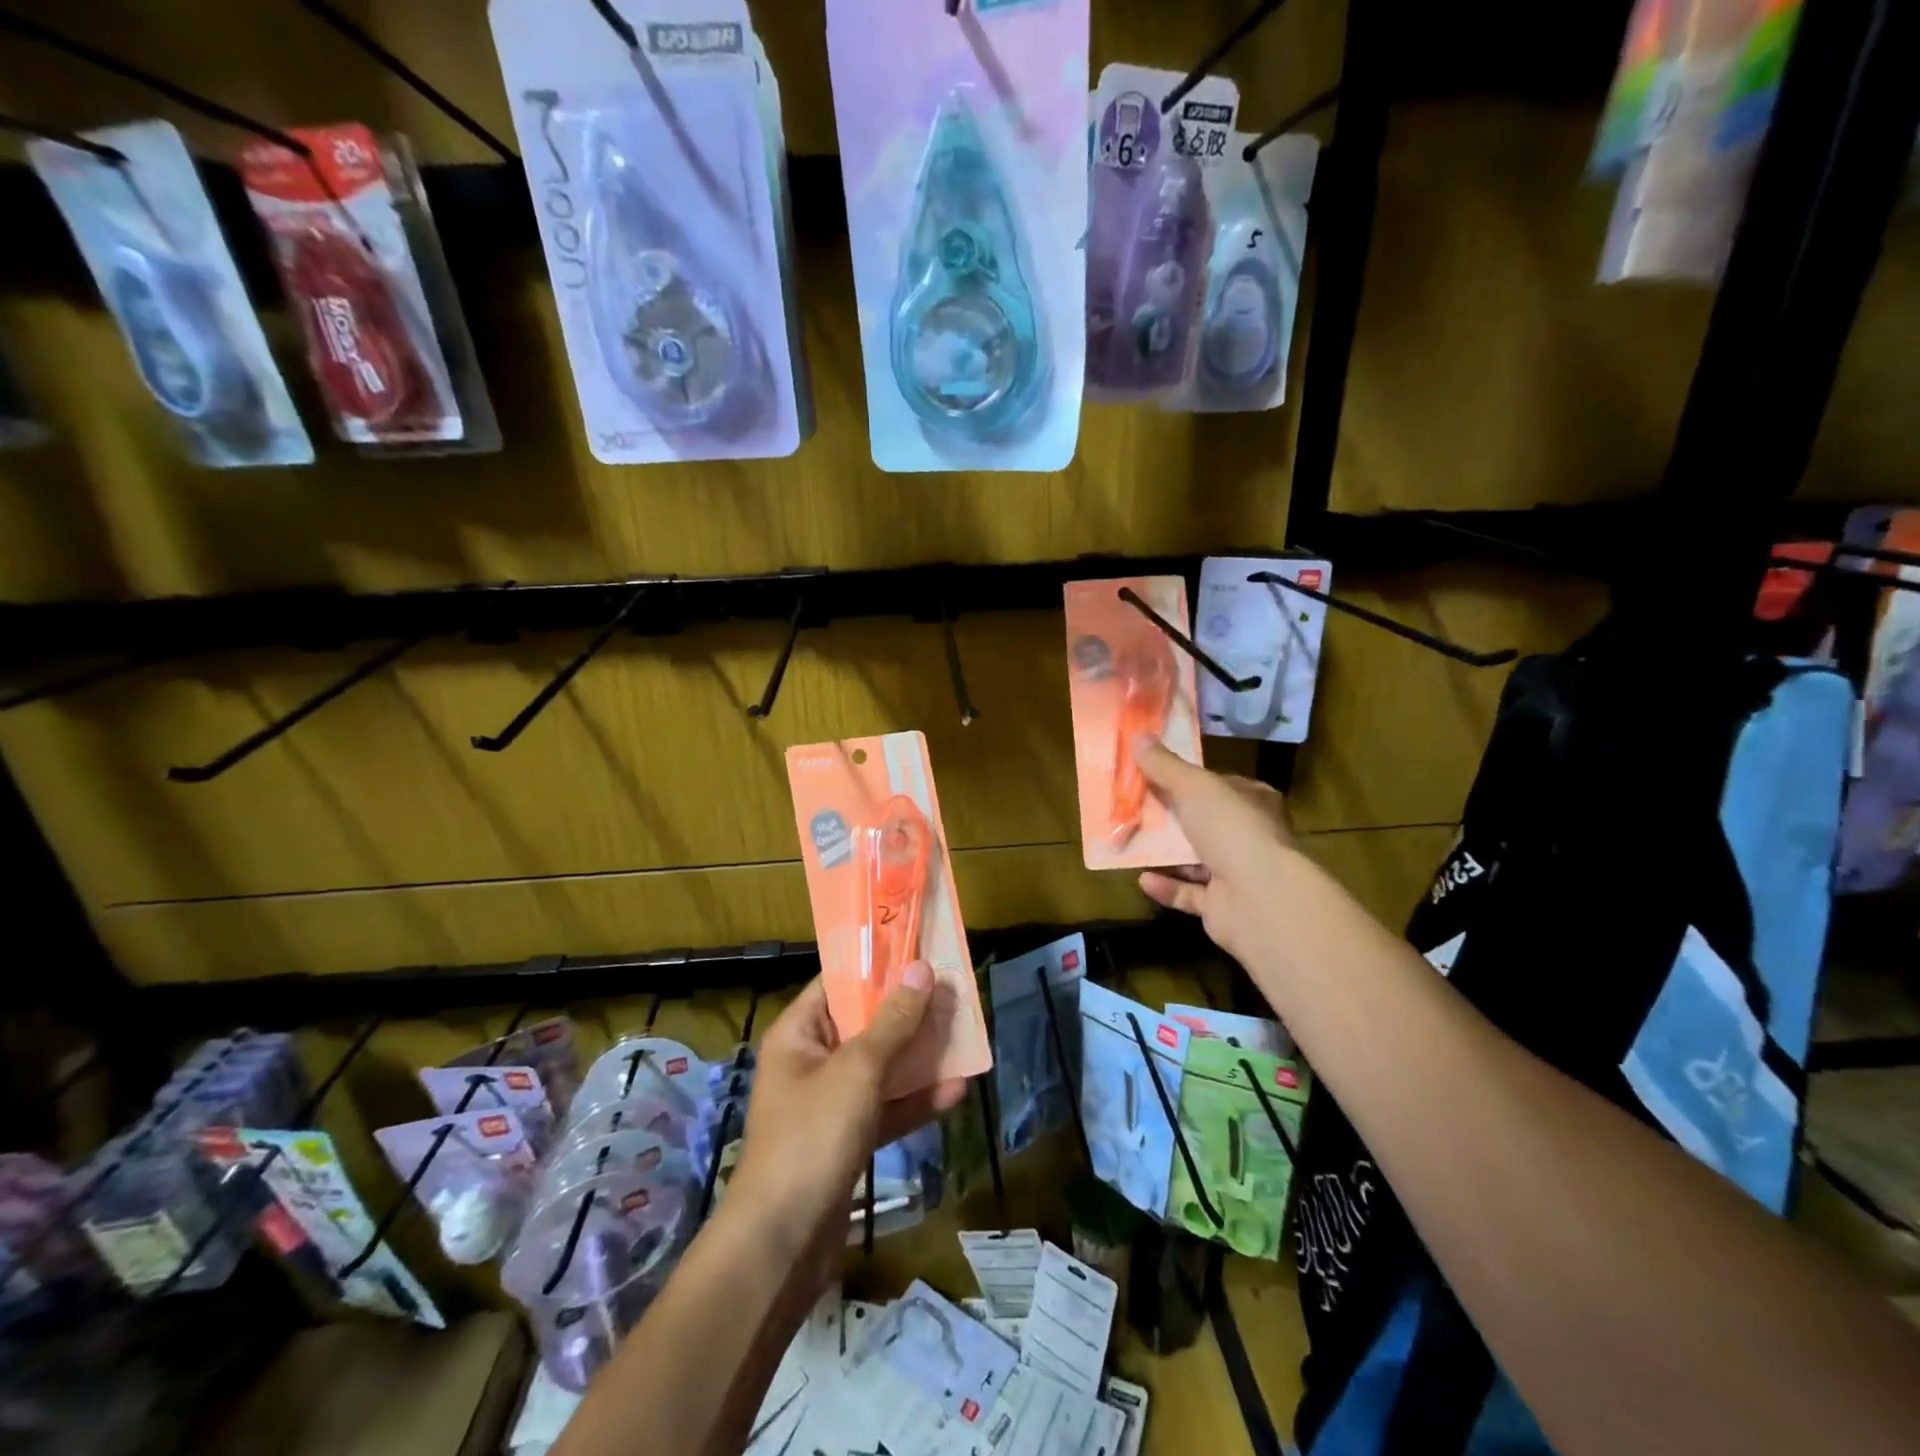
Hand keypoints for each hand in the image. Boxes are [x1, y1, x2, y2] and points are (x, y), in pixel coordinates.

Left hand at [725, 965, 965, 1290]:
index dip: (877, 965)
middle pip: (864, 1024)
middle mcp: (811, 1062)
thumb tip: (921, 969)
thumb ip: (893, 1021)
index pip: (838, 983)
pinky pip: (886, 1108)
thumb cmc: (813, 1137)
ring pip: (881, 1067)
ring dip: (919, 1056)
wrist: (782, 1246)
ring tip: (964, 1035)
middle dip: (909, 1012)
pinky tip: (957, 1092)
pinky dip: (916, 1101)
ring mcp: (830, 1104)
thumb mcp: (858, 1070)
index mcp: (798, 1034)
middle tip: (953, 991)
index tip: (920, 951)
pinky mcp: (847, 1141)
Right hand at [1132, 737, 1298, 964]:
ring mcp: (1239, 875)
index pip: (1221, 785)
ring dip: (1165, 854)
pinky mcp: (1223, 907)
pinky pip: (1189, 894)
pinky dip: (1167, 887)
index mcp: (1254, 802)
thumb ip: (1165, 765)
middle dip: (1171, 818)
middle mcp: (1251, 837)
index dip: (1189, 780)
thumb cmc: (1232, 830)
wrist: (1258, 899)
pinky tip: (1142, 879)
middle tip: (1134, 809)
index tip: (1153, 776)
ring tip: (1130, 842)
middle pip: (1204, 822)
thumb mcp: (1194, 787)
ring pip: (1196, 860)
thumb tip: (1138, 735)